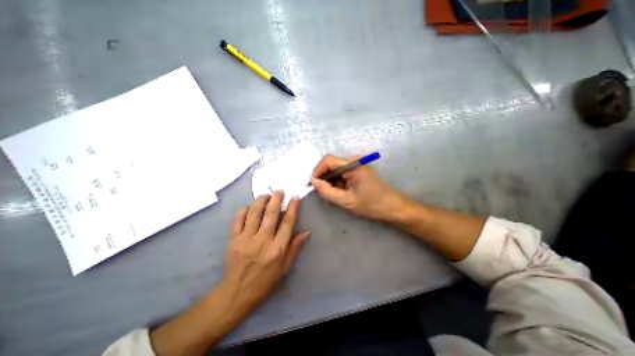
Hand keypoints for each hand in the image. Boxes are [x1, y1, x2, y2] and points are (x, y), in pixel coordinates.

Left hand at [221, 193, 310, 313]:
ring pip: (254, 213)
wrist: (237, 293)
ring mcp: (246, 239)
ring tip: (266, 195)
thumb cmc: (266, 281)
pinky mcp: (233, 240)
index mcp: (277, 249)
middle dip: (276, 199)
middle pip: (271, 214)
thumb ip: (295, 248)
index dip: (293, 208)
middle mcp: (263, 241)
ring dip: (261, 201)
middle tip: (279, 191)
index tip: (295, 197)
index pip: (287, 223)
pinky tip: (248, 206)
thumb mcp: (285, 268)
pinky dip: (243, 210)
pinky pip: (238, 220)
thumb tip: (306, 232)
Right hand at [313, 154, 409, 220]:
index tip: (314, 185)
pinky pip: (343, 172)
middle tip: (322, 193)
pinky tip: (339, 192)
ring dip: (331, 181)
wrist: (393, 207)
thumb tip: (314, 182)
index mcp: (353, 165)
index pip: (328, 160)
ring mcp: (358, 164)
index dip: (317, 171)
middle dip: (324, 178)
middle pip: (331, 164)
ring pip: (336, 169)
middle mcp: (355, 160)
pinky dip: (338, 181)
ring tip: (332, 195)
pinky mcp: (359, 170)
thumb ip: (327, 191)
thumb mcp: (346, 201)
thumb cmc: (371, 205)